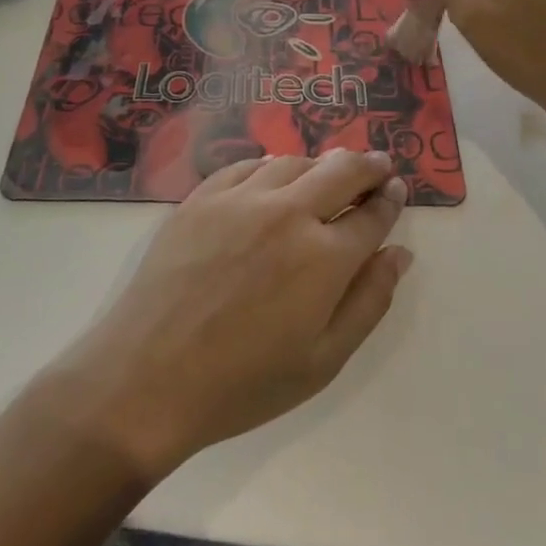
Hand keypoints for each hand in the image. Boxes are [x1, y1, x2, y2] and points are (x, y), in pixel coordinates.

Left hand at [47, 150, 412, 481]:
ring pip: (295, 162)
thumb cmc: (242, 383)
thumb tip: (399, 254)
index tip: (398, 190)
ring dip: (322, 164)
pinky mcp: (202, 198)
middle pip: (342, 170)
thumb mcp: (323, 361)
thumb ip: (369, 302)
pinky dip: (272, 166)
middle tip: (379, 166)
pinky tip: (274, 175)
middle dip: (369, 165)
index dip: (391, 200)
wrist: (146, 379)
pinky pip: (247, 165)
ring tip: (329, 173)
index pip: (373, 214)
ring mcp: (241, 199)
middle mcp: (288, 213)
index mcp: (325, 257)